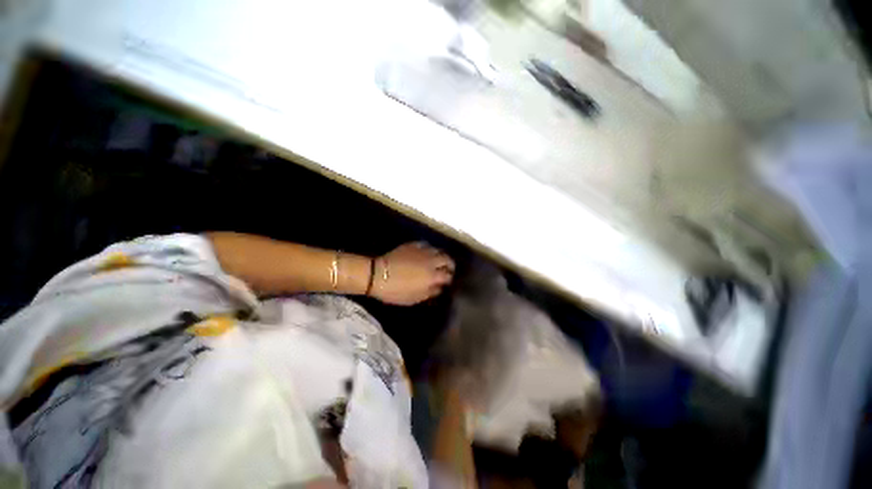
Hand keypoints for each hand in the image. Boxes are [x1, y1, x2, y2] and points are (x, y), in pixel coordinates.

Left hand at [370, 242, 454, 305]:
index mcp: (432, 276)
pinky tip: (425, 253)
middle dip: (450, 265)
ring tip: (438, 261)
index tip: (447, 282)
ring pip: (438, 250)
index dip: (449, 279)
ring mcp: (422, 251)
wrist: (377, 274)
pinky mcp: (412, 245)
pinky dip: (429, 249)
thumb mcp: (414, 298)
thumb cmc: (396, 290)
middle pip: (447, 259)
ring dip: (440, 256)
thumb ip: (430, 293)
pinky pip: (426, 244)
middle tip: (447, 270)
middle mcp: (431, 261)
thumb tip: (439, 288)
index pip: (448, 275)